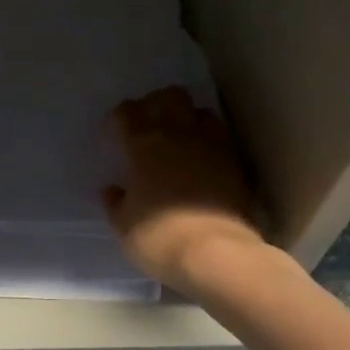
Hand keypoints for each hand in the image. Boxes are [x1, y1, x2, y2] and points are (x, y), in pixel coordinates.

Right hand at [103, 87, 264, 292]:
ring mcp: (212, 146)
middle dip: (156, 103)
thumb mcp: (124, 225)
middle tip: (148, 124)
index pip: (126, 113)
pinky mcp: (236, 163)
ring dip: (187, 118)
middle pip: (169, 96)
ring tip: (179, 138)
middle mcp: (178, 135)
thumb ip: (116, 203)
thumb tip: (113, 190)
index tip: (113, 136)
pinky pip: (221, 136)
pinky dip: (209, 140)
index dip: (117, 119)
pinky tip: (202, 158)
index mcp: (143, 145)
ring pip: (200, 111)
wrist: (216, 254)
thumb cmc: (158, 238)